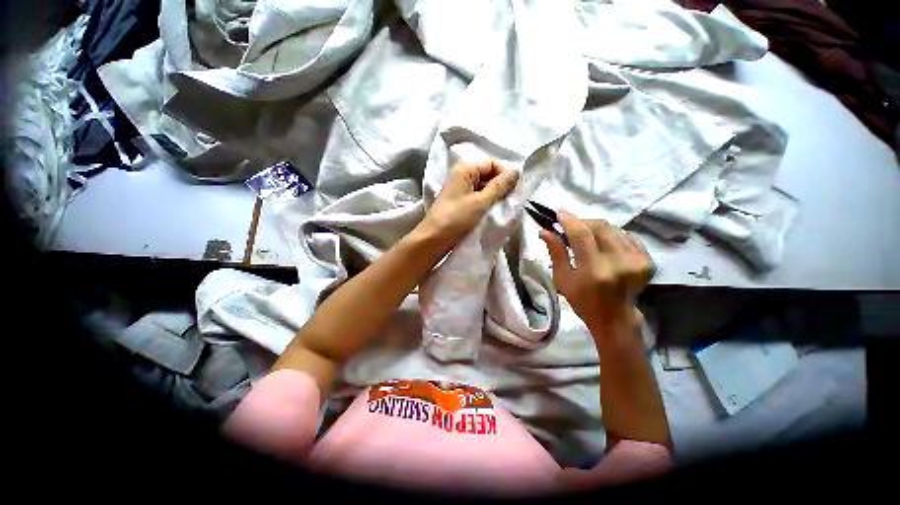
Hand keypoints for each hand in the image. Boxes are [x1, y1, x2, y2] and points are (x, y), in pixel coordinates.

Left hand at [419, 160, 518, 246]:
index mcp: (464, 169)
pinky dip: (487, 203)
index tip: (515, 190)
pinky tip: (493, 212)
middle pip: (488, 175)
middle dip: (501, 186)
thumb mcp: (480, 202)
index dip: (505, 175)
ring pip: (484, 188)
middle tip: (511, 201)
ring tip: (504, 208)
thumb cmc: (456, 218)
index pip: (492, 164)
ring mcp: (460, 190)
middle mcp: (462, 176)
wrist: (433, 239)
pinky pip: (478, 198)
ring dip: (495, 196)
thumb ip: (499, 186)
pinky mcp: (460, 203)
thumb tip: (516, 171)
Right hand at [540, 212, 651, 329]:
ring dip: (596, 228)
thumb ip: (556, 252)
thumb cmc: (582, 300)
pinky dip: (612, 235)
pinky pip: (627, 236)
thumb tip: (545, 231)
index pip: (582, 235)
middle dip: (582, 222)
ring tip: (586, 236)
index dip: (570, 221)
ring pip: (613, 229)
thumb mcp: (562, 279)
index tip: (559, 213)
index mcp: (594, 270)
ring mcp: (636, 261)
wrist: (615, 318)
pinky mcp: (647, 260)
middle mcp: (618, 263)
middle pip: (600, 227)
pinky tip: (604, 244)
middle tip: (570, 226)